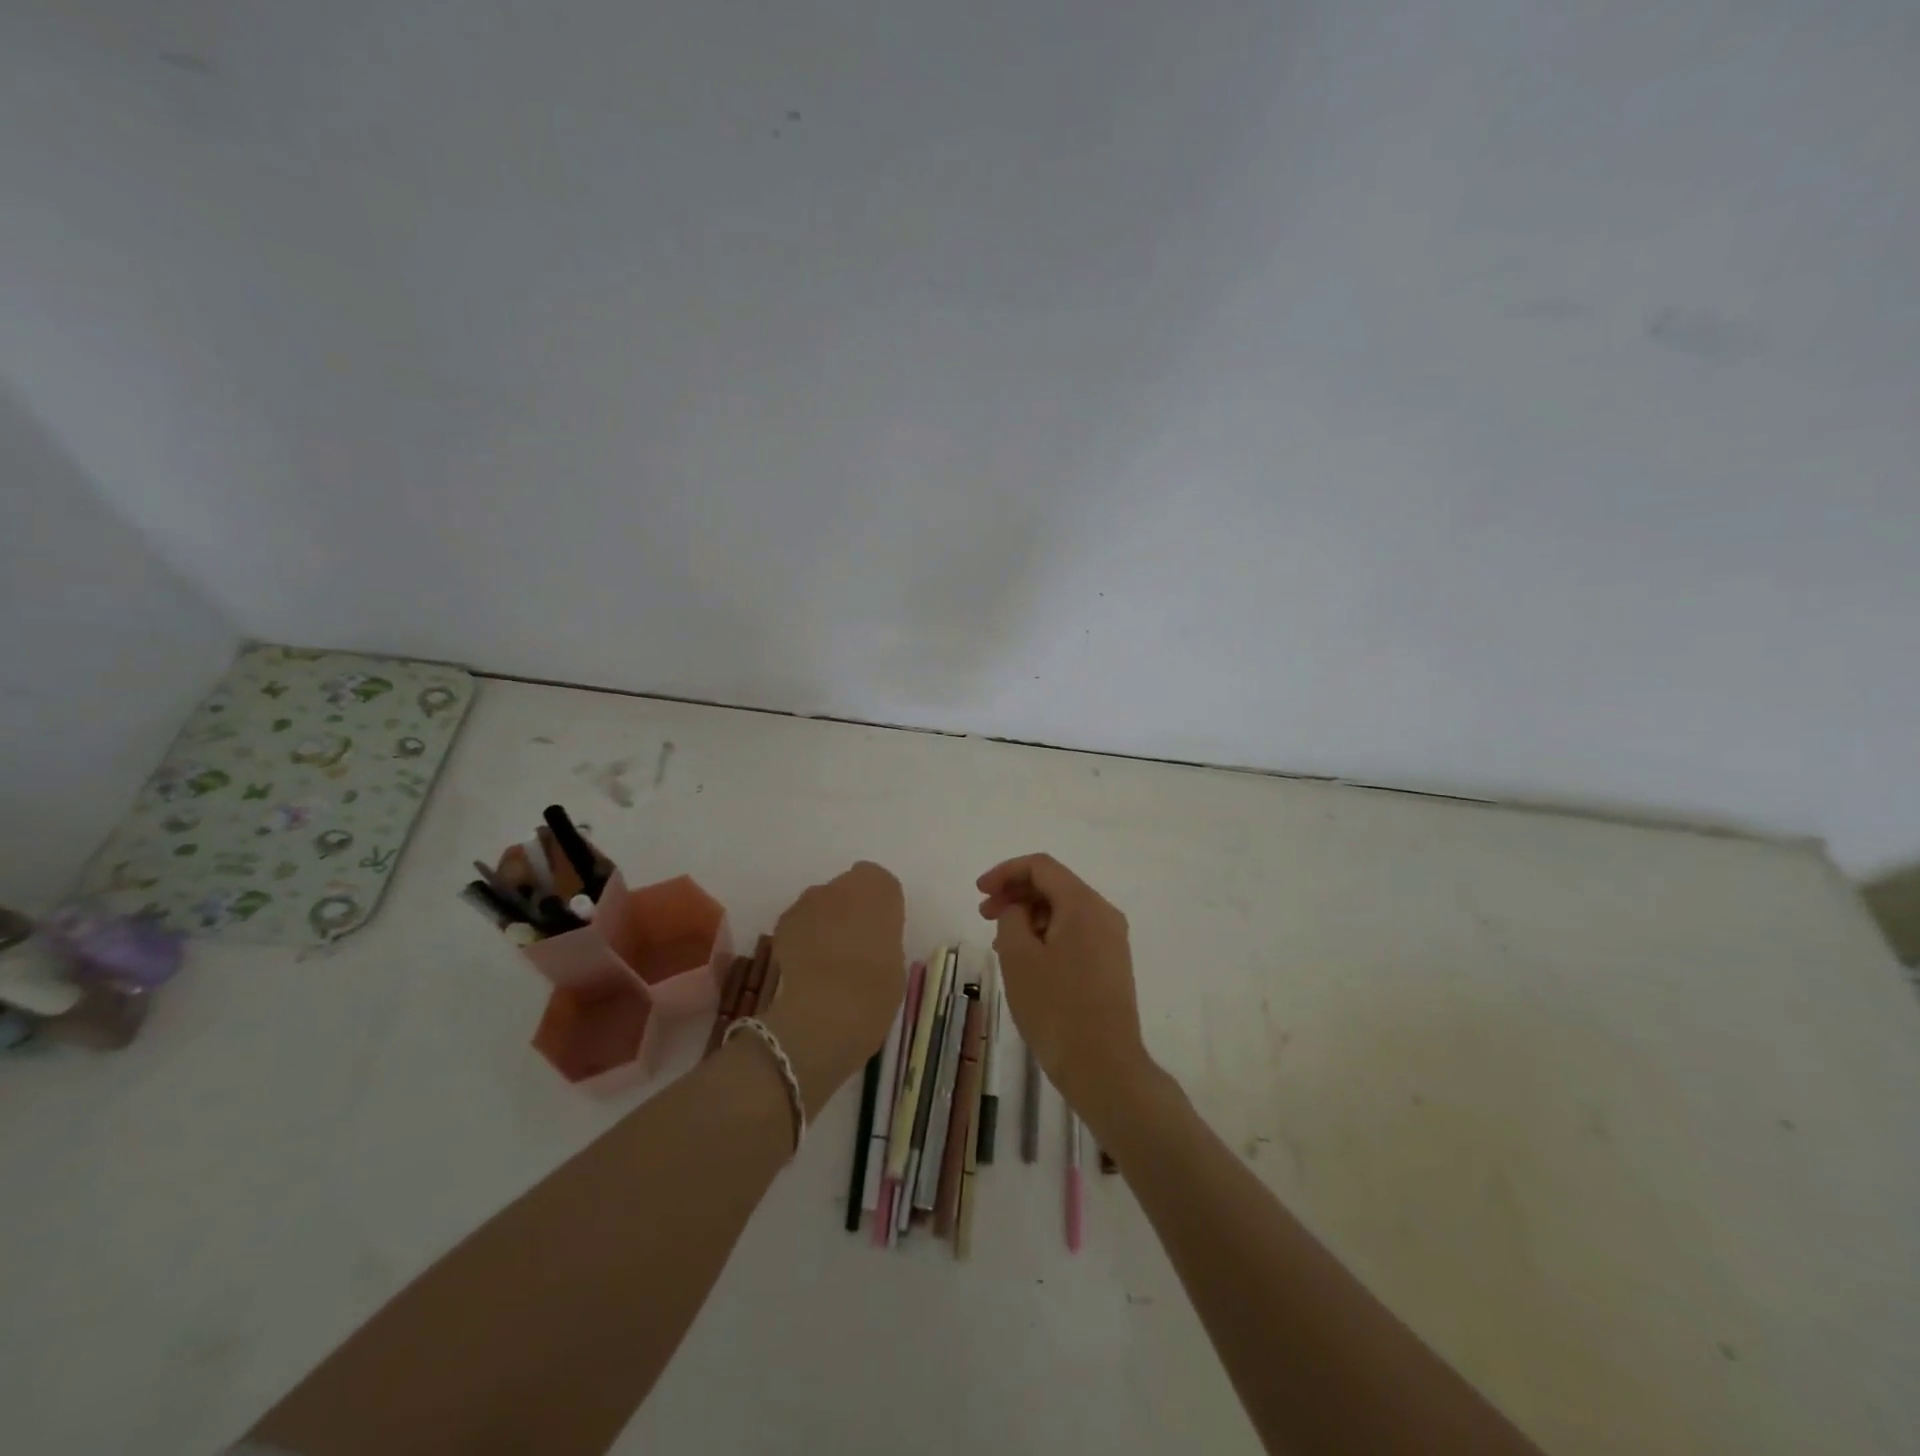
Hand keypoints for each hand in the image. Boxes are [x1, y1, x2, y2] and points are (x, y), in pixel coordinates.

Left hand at [761, 861, 905, 1117]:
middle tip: (855, 948)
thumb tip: (871, 941)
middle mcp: (842, 885)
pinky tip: (807, 970)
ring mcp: (808, 902)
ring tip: (828, 963)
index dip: (881, 907)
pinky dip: (803, 939)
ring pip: (822, 905)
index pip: (882, 884)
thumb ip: (883, 941)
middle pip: (849, 890)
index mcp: (880, 891)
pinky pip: (800, 924)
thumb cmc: (873, 992)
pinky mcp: (781, 924)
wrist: (820, 1016)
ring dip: (825, 923)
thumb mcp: (895, 966)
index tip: (882, 934)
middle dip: (851, 911)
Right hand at [977, 854, 1148, 1115]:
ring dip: (1029, 915)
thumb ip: (1011, 918)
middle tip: (984, 915)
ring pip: (1064, 910)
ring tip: (1001, 942)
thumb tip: (1019, 910)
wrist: (1104, 1067)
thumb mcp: (1018, 957)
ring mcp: (1111, 939)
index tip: (979, 892)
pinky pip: (1074, 932)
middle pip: (1054, 885)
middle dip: (1016, 893)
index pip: (1041, 866)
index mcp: (1083, 904)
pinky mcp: (1111, 963)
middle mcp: (1104, 913)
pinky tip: (1026, 959)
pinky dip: (1046, 933)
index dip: (1005, 872)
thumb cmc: (1056, 1008)